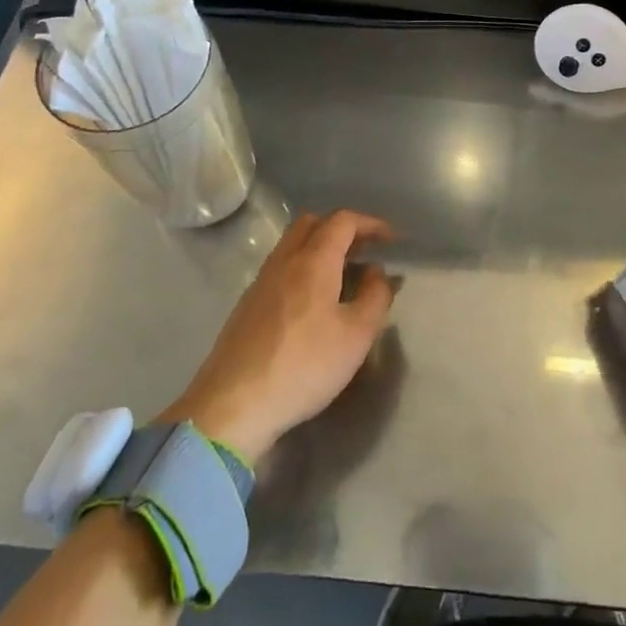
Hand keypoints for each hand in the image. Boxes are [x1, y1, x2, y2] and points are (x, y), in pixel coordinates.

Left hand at [163, 210, 396, 461]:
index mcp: (314, 261)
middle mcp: (284, 261)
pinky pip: (281, 268)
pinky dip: (303, 267)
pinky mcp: (247, 304)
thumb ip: (375, 296)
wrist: (234, 404)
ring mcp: (261, 282)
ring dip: (321, 247)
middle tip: (365, 251)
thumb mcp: (357, 335)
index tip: (392, 240)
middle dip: (343, 229)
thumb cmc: (305, 366)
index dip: (371, 223)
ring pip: (293, 245)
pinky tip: (314, 301)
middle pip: (313, 223)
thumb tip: (376, 271)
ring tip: (344, 275)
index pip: (343, 221)